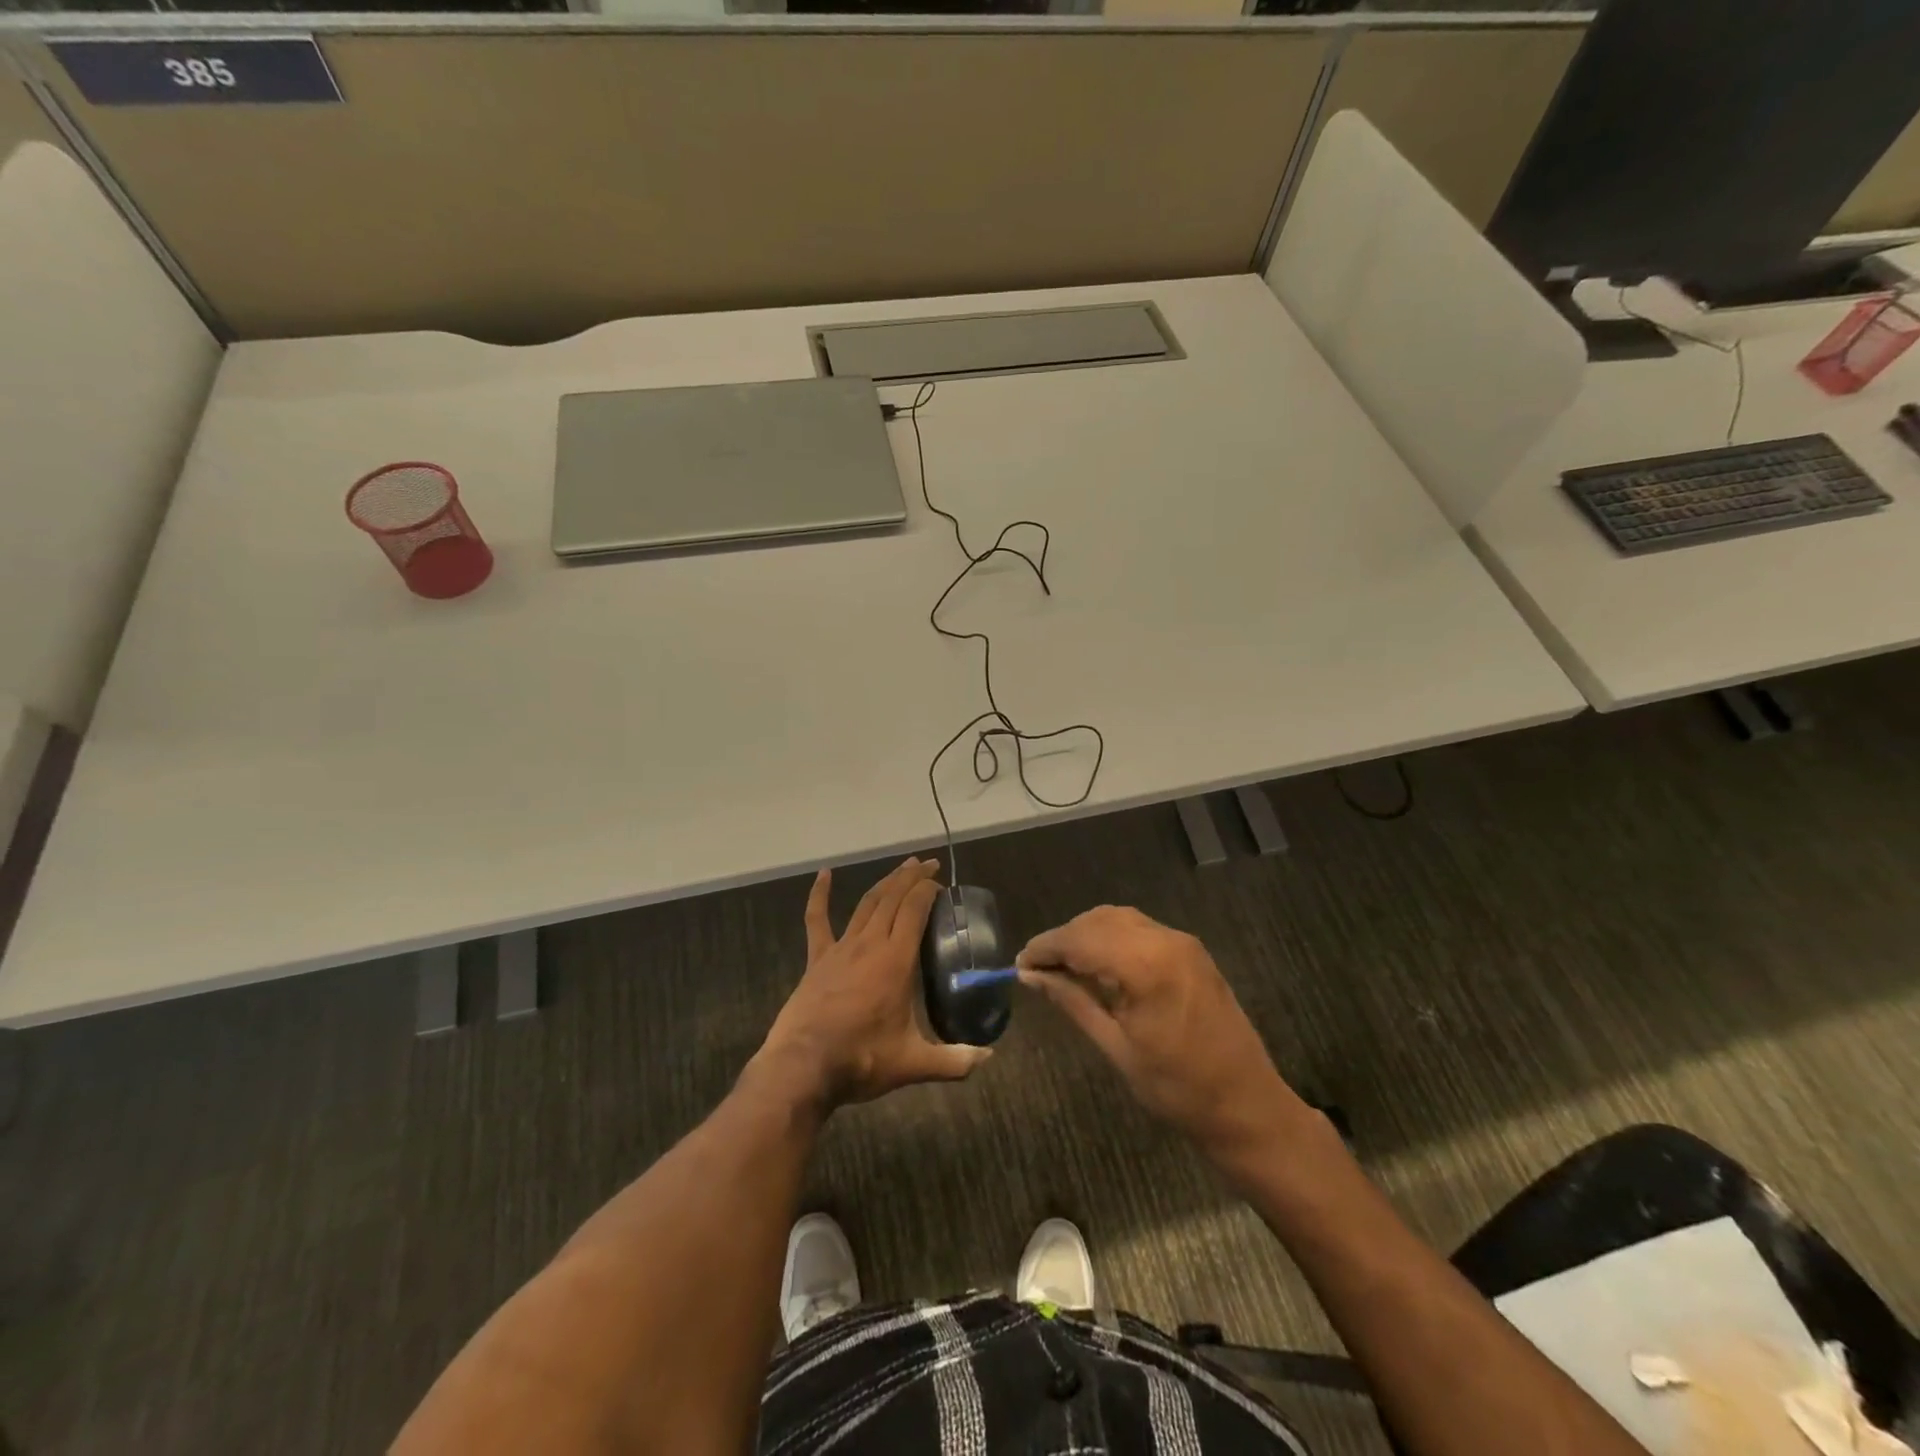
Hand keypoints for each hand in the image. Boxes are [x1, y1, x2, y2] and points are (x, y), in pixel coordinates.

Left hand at [755, 857, 990, 1111]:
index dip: (928, 890)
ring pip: (867, 903)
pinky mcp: (817, 959)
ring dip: (886, 882)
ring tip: (902, 867)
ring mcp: (841, 948)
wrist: (803, 1067)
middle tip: (928, 864)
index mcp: (896, 960)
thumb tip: (989, 1058)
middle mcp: (870, 944)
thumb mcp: (913, 1064)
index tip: (942, 884)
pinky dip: (819, 895)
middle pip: (893, 898)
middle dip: (912, 877)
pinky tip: (823, 874)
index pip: (915, 910)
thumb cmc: (861, 1060)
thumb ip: (954, 1060)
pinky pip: (817, 920)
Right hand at [1017, 906, 1301, 1156]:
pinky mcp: (1192, 951)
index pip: (1080, 939)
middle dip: (1064, 939)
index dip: (1045, 947)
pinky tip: (1097, 964)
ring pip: (1118, 919)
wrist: (1247, 1105)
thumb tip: (1031, 976)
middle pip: (1098, 921)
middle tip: (1037, 969)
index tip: (1019, 964)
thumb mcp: (1116, 1048)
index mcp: (1146, 965)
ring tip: (1062, 966)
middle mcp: (1165, 940)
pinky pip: (1140, 929)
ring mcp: (1182, 942)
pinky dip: (1111, 938)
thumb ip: (1073, 1002)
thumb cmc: (1178, 1088)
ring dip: (1087, 935)